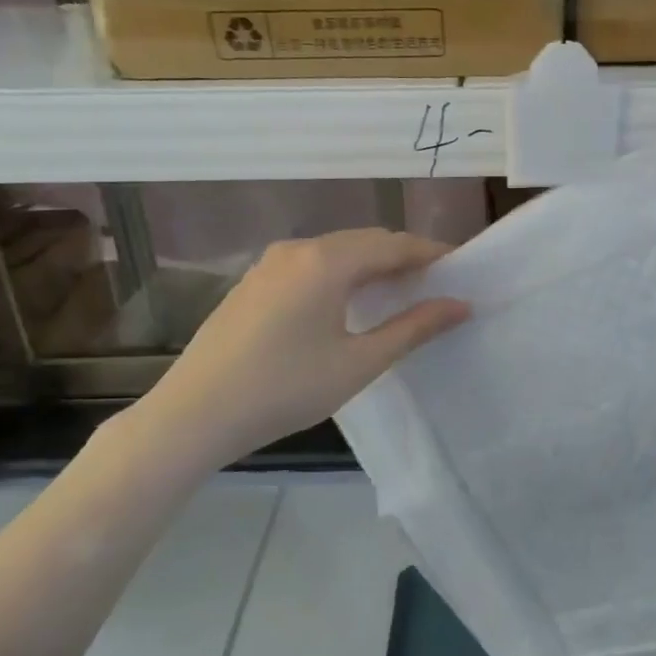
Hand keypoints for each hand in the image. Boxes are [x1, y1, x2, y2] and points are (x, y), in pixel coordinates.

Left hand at [136, 229, 468, 469]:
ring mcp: (269, 264)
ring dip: (370, 265)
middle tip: (435, 282)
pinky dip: (340, 274)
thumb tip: (460, 305)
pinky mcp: (252, 283)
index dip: (431, 252)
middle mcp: (297, 249)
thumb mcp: (359, 362)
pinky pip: (309, 265)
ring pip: (334, 252)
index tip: (461, 266)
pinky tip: (347, 302)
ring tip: (398, 292)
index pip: (393, 244)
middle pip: (364, 241)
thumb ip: (414, 328)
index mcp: (327, 261)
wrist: (195, 414)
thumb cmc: (286, 389)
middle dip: (402, 256)